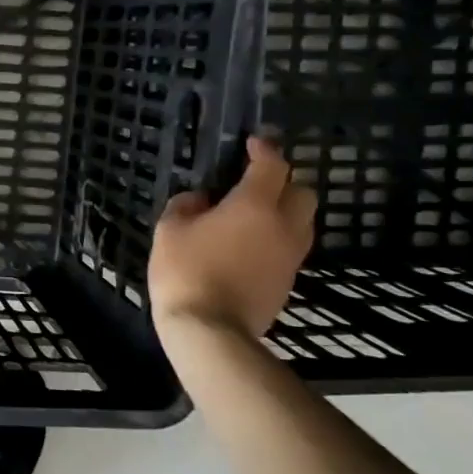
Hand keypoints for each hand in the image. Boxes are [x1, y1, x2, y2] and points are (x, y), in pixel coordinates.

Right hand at [149, 134, 316, 337]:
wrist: (211, 330)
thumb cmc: (186, 271)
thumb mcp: (170, 230)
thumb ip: (186, 206)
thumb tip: (201, 200)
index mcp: (254, 205)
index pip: (272, 166)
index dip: (264, 149)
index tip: (252, 143)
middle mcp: (283, 225)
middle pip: (302, 191)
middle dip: (283, 182)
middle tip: (254, 183)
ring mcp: (290, 255)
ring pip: (302, 221)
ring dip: (283, 211)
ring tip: (252, 215)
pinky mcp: (288, 280)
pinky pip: (290, 246)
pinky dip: (276, 237)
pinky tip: (249, 244)